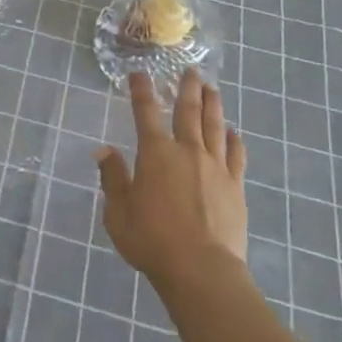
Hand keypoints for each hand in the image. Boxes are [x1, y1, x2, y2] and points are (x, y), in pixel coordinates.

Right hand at [95, 70, 247, 290]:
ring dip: (213, 104)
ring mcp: (215, 167)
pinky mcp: (235, 186)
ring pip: (215, 126)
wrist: (201, 270)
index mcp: (155, 153)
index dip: (142, 90)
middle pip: (188, 110)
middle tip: (191, 71)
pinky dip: (235, 139)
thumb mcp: (118, 212)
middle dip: (187, 88)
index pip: (146, 112)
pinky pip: (236, 155)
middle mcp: (187, 150)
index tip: (140, 73)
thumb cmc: (152, 241)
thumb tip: (104, 151)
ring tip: (212, 89)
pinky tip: (234, 132)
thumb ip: (113, 178)